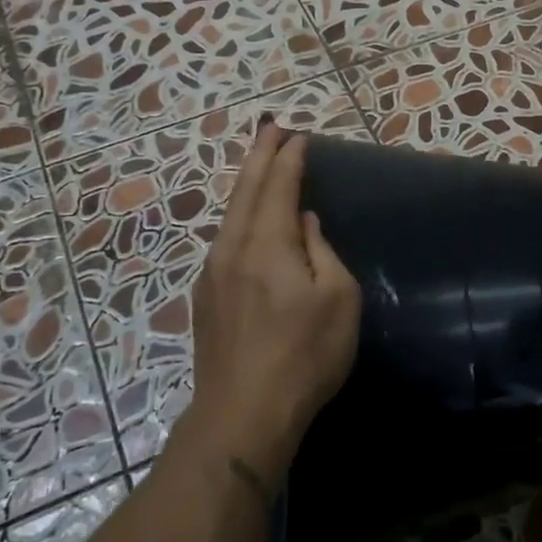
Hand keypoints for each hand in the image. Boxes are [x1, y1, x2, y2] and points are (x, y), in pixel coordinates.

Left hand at [177, 122, 361, 485]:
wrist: (242, 413)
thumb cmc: (303, 355)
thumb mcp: (337, 300)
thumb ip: (321, 252)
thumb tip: (305, 223)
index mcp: (267, 243)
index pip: (279, 187)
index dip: (289, 159)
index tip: (298, 135)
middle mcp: (233, 248)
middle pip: (246, 191)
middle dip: (260, 156)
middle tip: (271, 128)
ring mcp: (212, 273)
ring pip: (230, 215)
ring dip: (246, 184)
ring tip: (258, 165)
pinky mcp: (205, 297)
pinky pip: (224, 239)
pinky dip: (238, 216)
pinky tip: (245, 221)